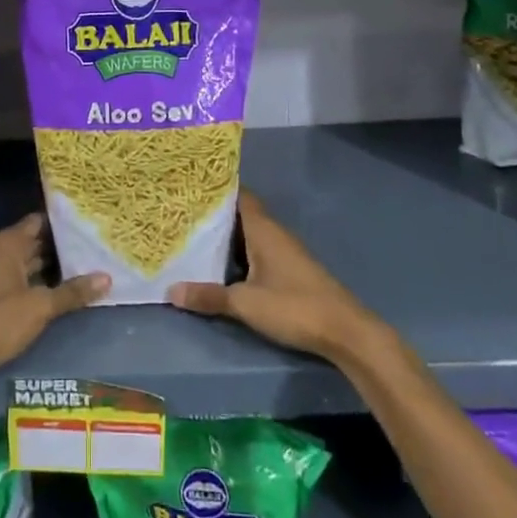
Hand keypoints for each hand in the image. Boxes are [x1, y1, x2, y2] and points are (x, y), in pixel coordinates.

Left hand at [0, 213, 108, 386]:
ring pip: (29, 262)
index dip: (63, 221)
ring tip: (86, 264)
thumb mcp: (39, 306)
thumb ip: (72, 292)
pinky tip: (61, 289)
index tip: (89, 222)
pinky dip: (39, 281)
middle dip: (61, 245)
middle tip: (95, 244)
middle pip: (35, 241)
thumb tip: (107, 278)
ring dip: (52, 266)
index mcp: (8, 243)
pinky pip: (22, 279)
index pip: (40, 221)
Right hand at [168, 191, 379, 363]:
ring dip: (227, 234)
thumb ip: (209, 296)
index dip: (218, 189)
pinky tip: (222, 263)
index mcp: (264, 230)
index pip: (240, 195)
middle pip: (242, 214)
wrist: (345, 331)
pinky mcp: (291, 270)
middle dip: (216, 213)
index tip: (191, 186)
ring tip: (194, 235)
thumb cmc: (294, 306)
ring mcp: (285, 252)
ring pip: (250, 234)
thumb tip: (171, 290)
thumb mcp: (245, 303)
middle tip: (183, 212)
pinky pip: (258, 250)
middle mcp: (275, 234)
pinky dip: (240, 252)